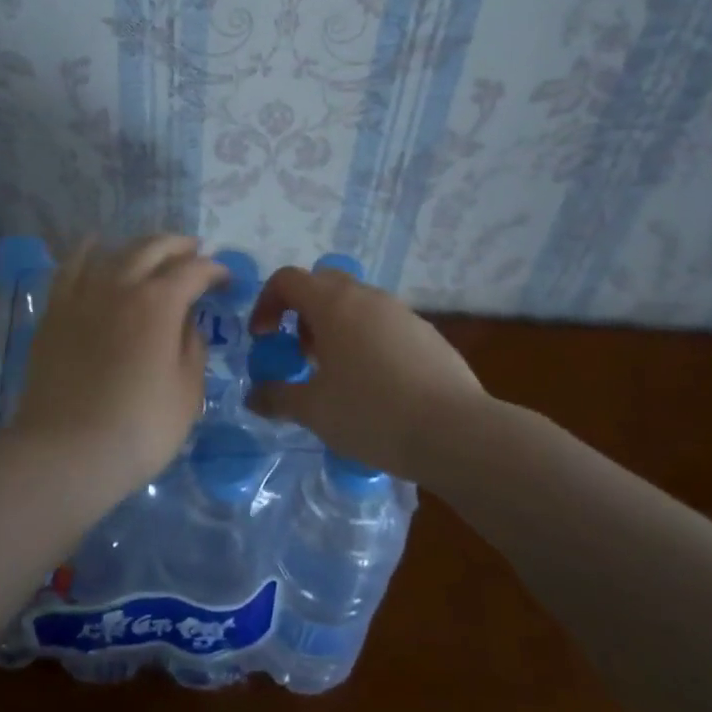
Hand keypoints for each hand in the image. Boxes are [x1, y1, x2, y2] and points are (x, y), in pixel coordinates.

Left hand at [10, 235, 224, 506]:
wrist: (66, 452)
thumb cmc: (139, 427)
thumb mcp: (187, 392)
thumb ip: (193, 347)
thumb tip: (187, 321)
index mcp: (160, 302)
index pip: (194, 271)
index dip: (215, 270)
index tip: (226, 280)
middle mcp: (121, 285)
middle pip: (154, 248)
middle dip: (180, 246)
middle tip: (195, 252)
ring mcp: (84, 294)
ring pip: (116, 251)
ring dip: (141, 246)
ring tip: (154, 252)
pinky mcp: (56, 310)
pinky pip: (72, 266)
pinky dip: (88, 251)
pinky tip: (95, 245)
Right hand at [245, 264, 487, 477]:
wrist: (456, 432)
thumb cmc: (372, 414)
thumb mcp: (314, 411)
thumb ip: (278, 397)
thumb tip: (254, 396)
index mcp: (333, 304)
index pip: (288, 279)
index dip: (267, 303)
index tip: (264, 339)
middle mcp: (367, 297)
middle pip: (323, 285)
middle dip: (302, 313)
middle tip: (300, 354)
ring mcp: (401, 312)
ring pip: (356, 304)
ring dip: (335, 327)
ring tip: (336, 374)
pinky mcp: (426, 333)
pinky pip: (384, 324)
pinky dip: (366, 340)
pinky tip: (375, 386)